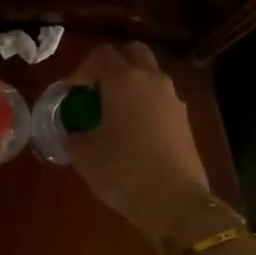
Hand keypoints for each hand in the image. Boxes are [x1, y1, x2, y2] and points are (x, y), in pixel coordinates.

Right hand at [63, 41, 211, 245]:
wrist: (174, 201)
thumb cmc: (123, 171)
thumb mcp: (85, 156)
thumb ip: (72, 136)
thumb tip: (70, 132)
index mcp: (123, 80)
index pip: (101, 55)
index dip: (82, 70)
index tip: (72, 93)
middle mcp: (151, 80)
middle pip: (133, 52)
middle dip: (113, 64)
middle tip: (97, 90)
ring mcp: (173, 99)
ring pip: (151, 75)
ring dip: (132, 84)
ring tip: (115, 113)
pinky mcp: (185, 119)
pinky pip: (162, 98)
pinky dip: (147, 103)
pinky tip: (136, 132)